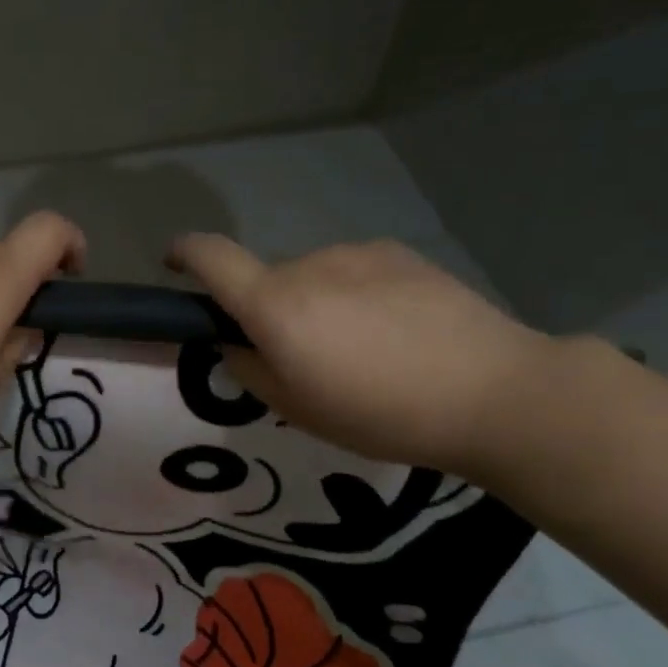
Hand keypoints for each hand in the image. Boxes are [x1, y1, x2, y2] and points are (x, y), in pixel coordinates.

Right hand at [166, 235, 554, 474]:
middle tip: (306, 360)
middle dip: (270, 312)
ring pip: (313, 278)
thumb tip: (238, 341)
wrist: (493, 391)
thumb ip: (249, 368)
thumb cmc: (381, 412)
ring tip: (364, 351)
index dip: (184, 254)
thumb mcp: (296, 409)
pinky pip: (355, 272)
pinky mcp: (400, 254)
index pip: (211, 257)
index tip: (174, 263)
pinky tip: (398, 332)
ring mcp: (357, 254)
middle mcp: (308, 266)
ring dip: (317, 305)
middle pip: (267, 280)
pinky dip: (356, 296)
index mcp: (275, 305)